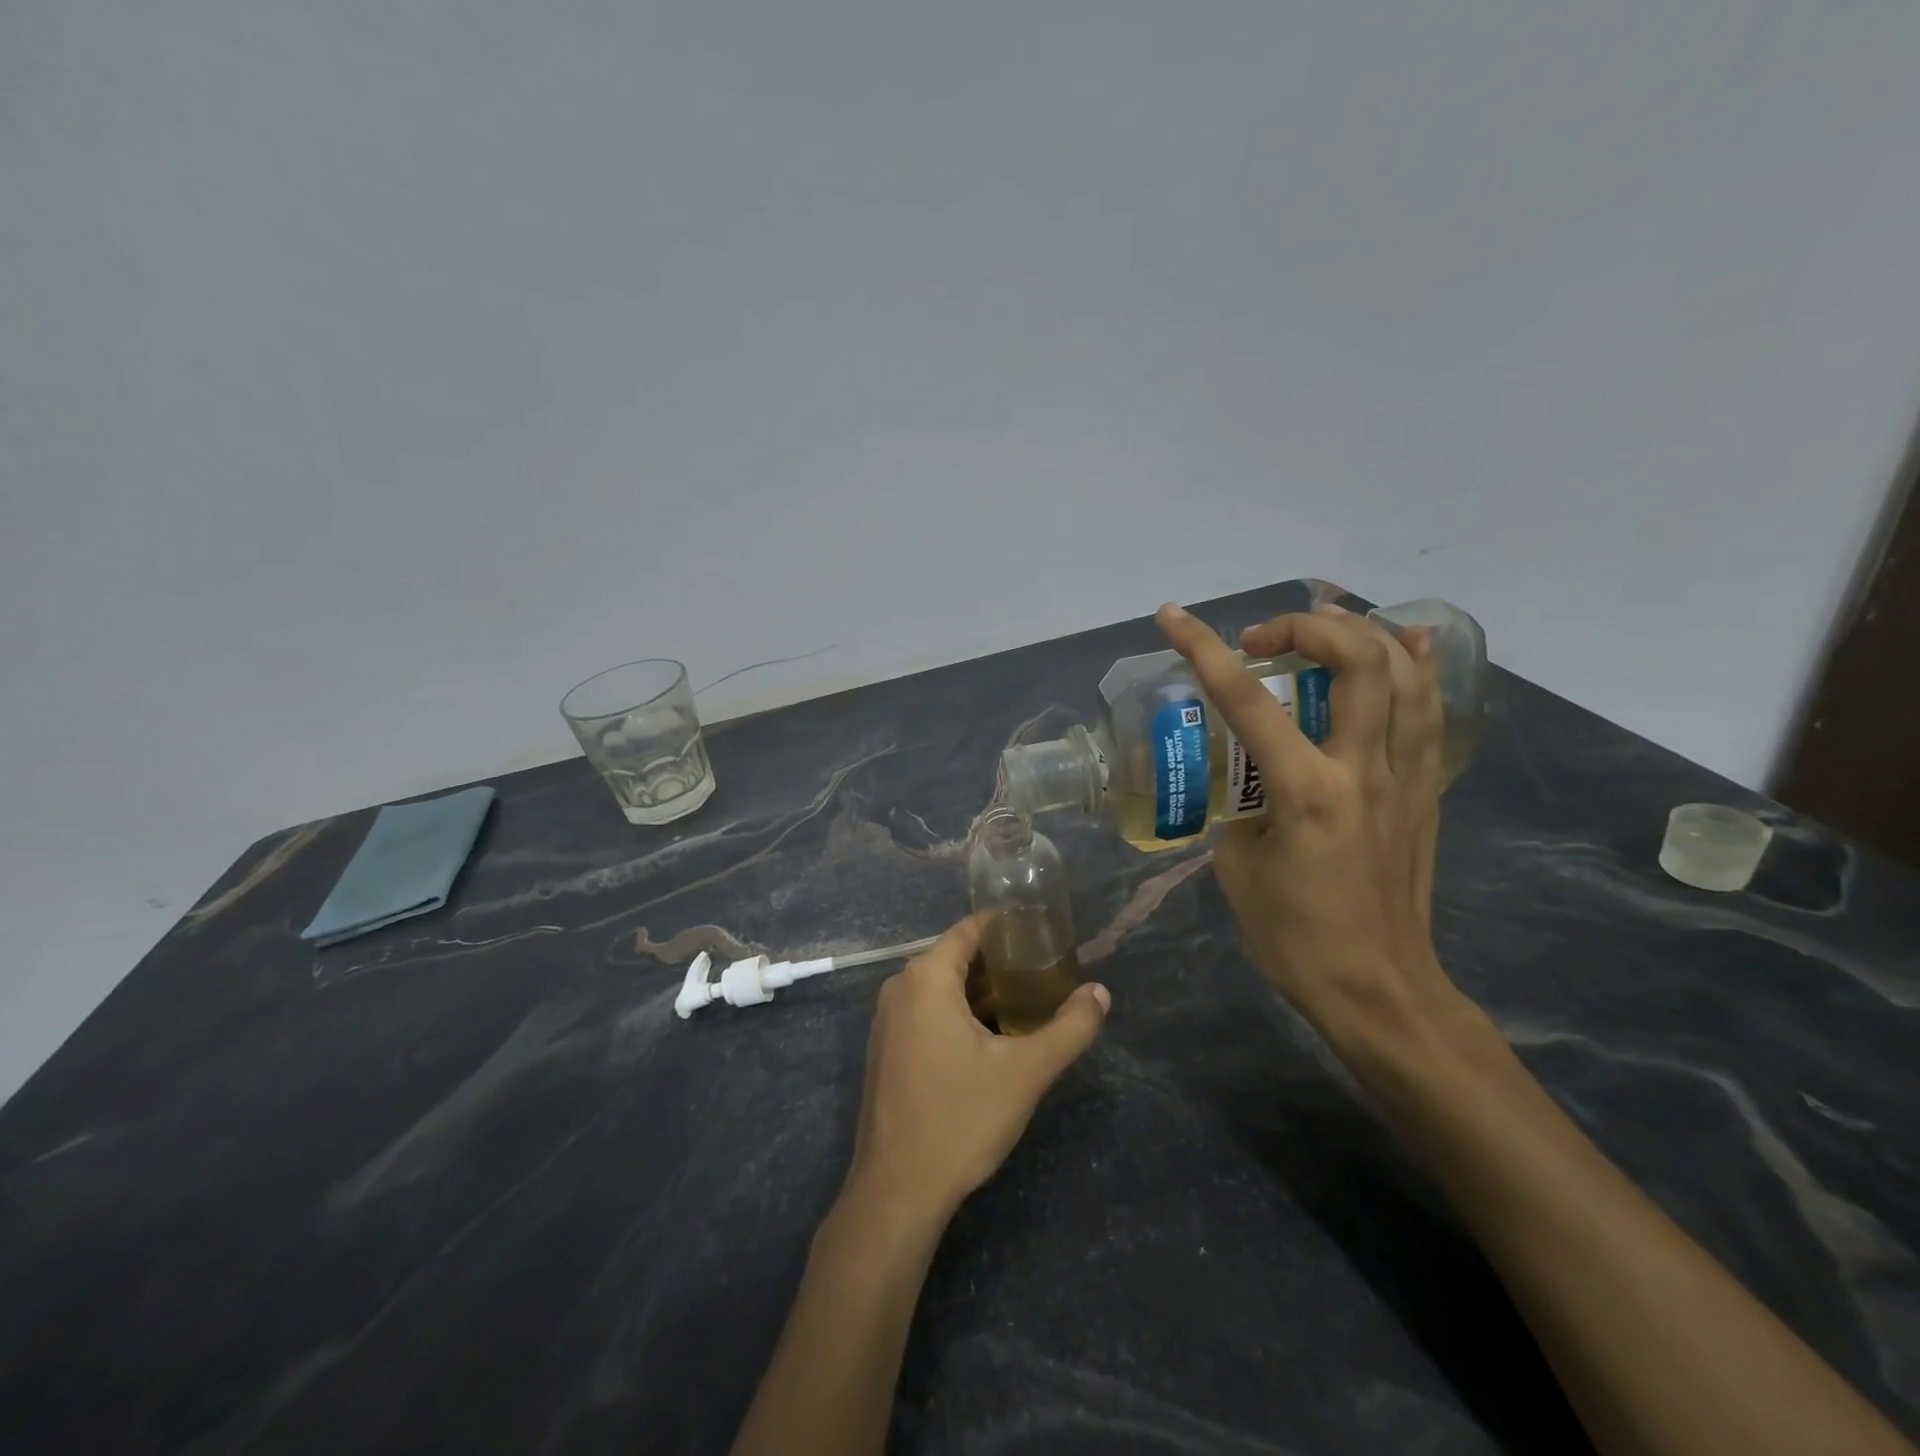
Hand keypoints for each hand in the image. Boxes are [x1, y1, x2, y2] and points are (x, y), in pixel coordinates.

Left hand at [845, 916, 1108, 1223]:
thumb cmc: (960, 1118)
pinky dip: (961, 1013)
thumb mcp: (1026, 1072)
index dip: (1010, 927)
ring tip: (1030, 1002)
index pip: (972, 929)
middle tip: (1048, 973)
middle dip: (1003, 962)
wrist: (897, 1190)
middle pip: (958, 956)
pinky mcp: (887, 1048)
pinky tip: (994, 1037)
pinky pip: (928, 1011)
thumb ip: (1069, 1028)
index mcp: (926, 977)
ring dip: (984, 991)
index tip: (1047, 935)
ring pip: (943, 987)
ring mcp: (888, 1019)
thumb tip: (1101, 993)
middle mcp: (900, 987)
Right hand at [1156, 601, 1462, 1052]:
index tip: (1173, 617)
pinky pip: (1429, 713)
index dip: (1204, 649)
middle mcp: (1363, 771)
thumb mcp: (1237, 869)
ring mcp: (1405, 778)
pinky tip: (1407, 643)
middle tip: (1263, 639)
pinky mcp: (1427, 792)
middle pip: (1356, 663)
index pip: (1248, 700)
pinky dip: (1418, 668)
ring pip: (1406, 676)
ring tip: (1323, 626)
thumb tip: (1246, 780)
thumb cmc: (1295, 939)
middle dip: (1306, 628)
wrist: (1379, 990)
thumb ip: (1238, 808)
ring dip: (1363, 634)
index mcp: (1306, 792)